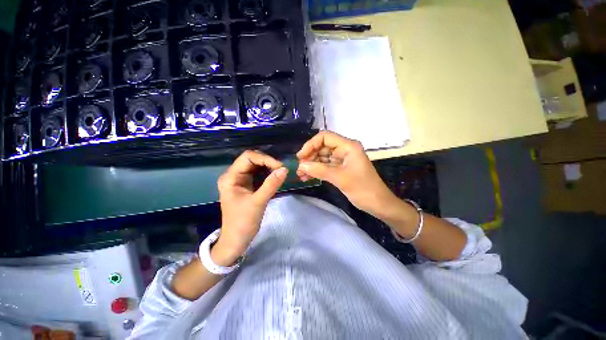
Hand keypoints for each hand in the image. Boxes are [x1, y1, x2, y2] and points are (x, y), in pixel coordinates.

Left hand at [214, 150, 287, 265]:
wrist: (236, 240)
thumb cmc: (243, 222)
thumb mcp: (258, 202)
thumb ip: (271, 184)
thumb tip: (285, 169)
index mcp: (230, 177)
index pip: (248, 157)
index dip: (265, 159)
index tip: (279, 167)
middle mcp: (233, 175)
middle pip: (252, 159)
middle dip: (267, 162)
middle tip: (281, 170)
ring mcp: (240, 180)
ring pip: (256, 166)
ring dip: (268, 167)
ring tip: (280, 173)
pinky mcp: (246, 185)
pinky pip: (258, 174)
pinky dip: (267, 173)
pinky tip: (275, 177)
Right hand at [296, 131, 396, 216]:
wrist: (378, 204)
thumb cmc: (363, 189)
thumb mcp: (340, 178)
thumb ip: (319, 170)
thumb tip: (301, 166)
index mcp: (348, 146)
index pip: (325, 137)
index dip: (311, 145)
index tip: (300, 157)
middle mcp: (345, 149)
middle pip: (322, 147)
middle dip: (309, 156)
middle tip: (299, 168)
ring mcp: (343, 159)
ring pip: (322, 157)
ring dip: (311, 165)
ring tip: (300, 174)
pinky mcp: (341, 168)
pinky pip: (325, 166)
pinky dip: (316, 170)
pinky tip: (307, 177)